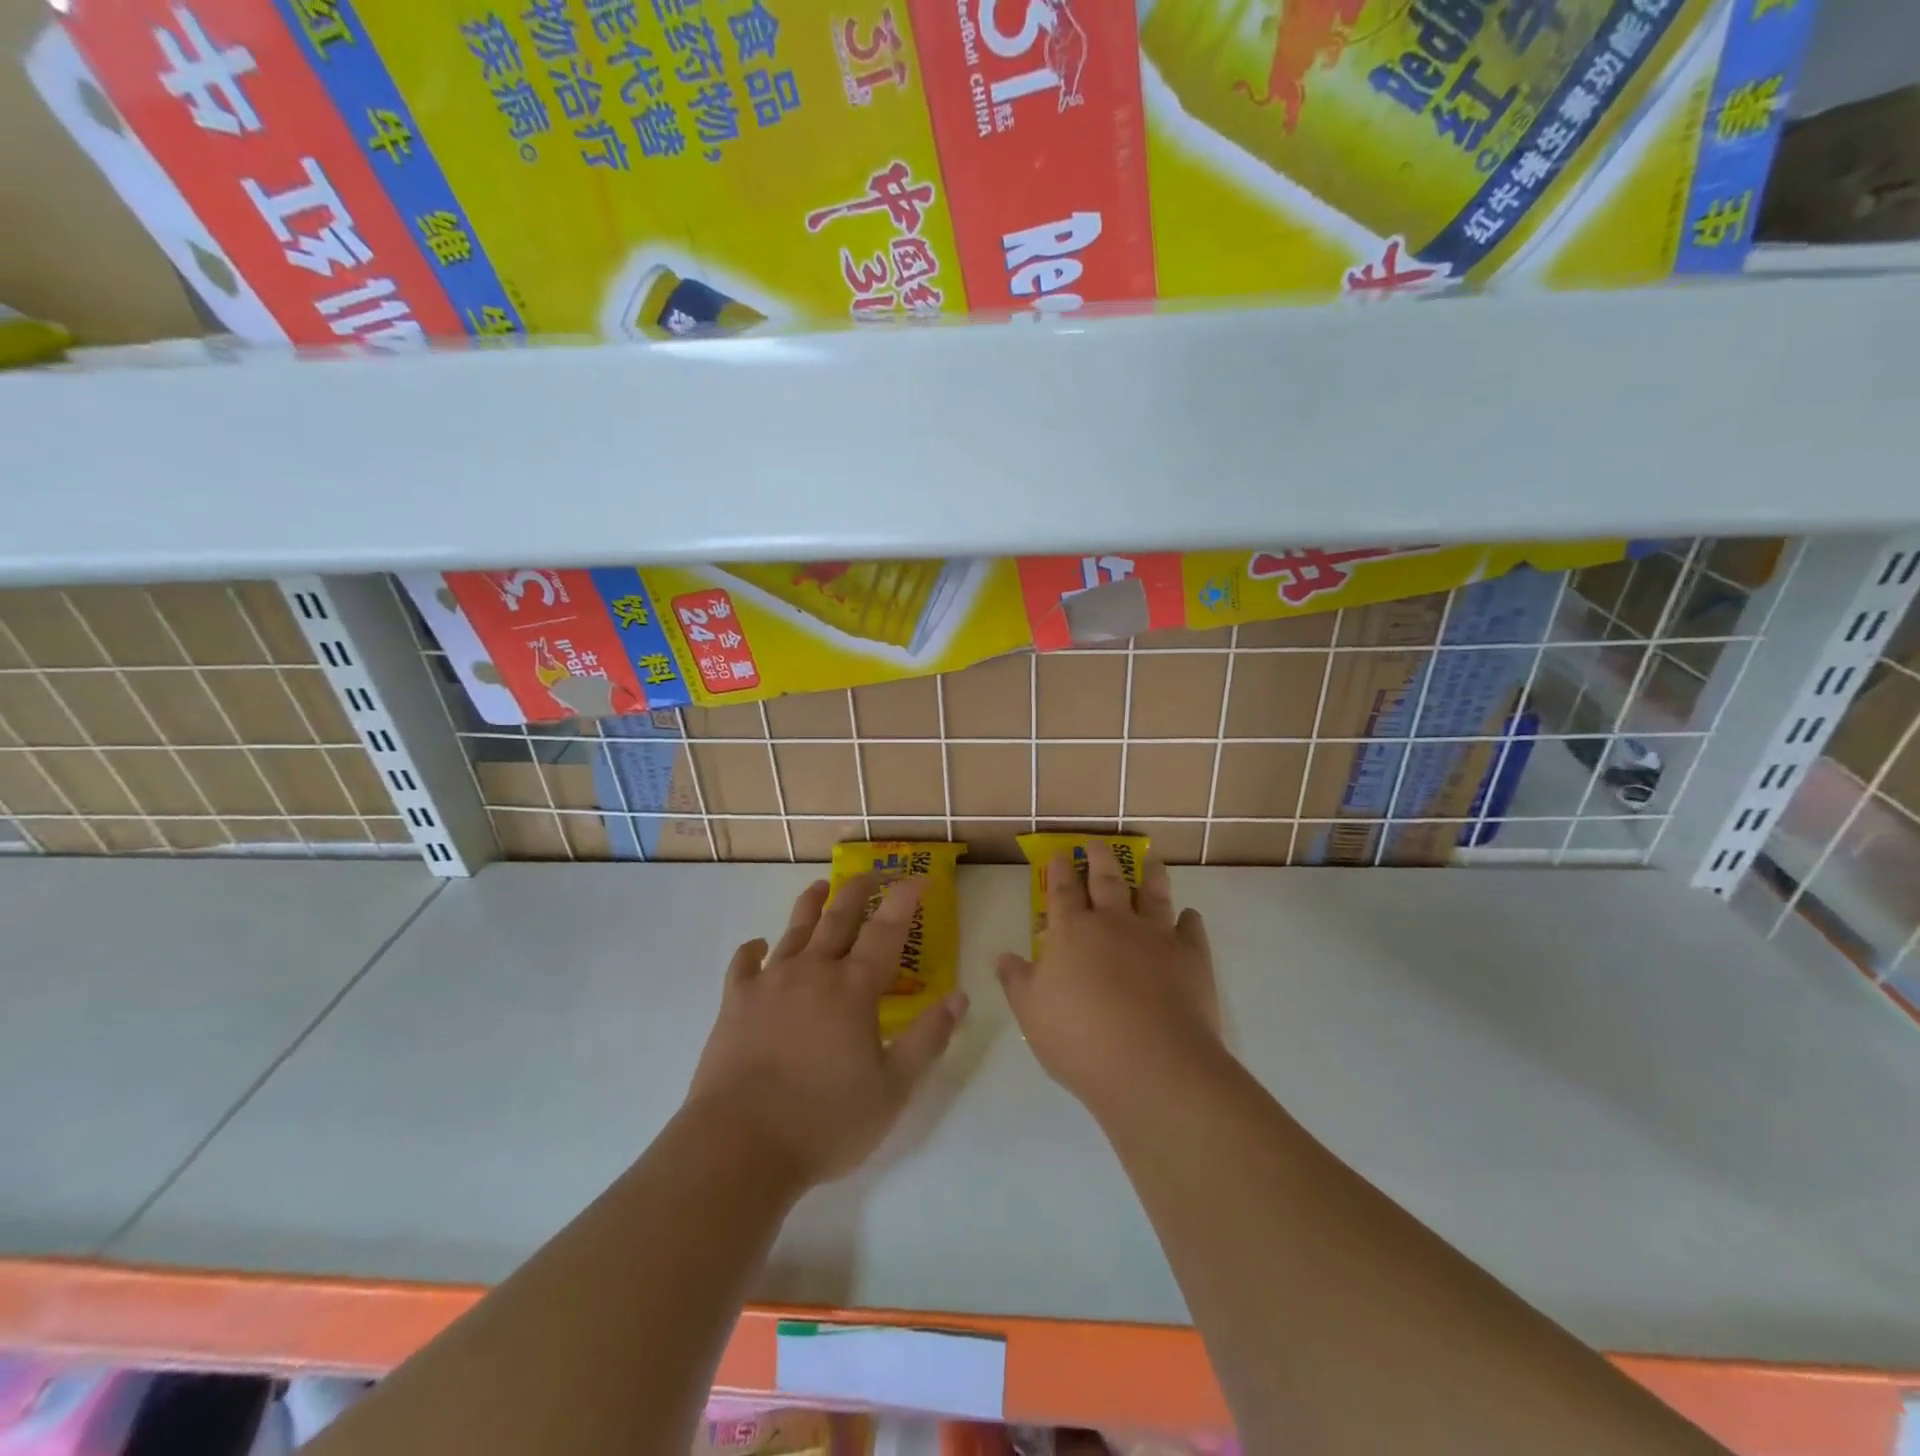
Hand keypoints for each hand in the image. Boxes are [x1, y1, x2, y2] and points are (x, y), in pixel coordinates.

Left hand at [684, 874, 967, 1191]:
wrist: (740, 1145)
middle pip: (838, 918)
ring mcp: (770, 983)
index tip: (917, 877)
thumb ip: (928, 1039)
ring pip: (794, 931)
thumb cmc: (825, 1121)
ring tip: (819, 886)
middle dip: (857, 891)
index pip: (886, 931)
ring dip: (810, 905)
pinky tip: (758, 946)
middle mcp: (813, 971)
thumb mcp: (893, 1089)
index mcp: (853, 988)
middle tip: (869, 873)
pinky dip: (753, 950)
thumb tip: (959, 996)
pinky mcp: (735, 1002)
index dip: (903, 900)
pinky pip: (744, 964)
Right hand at [996, 843, 1219, 1119]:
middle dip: (1099, 858)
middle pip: (1107, 880)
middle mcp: (1114, 922)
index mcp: (1073, 931)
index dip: (1060, 870)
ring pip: (1153, 894)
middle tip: (1097, 843)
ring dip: (1150, 875)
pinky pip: (1191, 929)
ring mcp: (1156, 936)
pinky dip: (1189, 920)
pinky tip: (1189, 916)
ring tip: (1150, 860)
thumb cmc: (1081, 1039)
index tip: (1060, 854)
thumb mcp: (1032, 1013)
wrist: (1154, 1065)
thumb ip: (1017, 981)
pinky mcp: (1191, 957)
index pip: (1063, 891)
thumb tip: (1003, 957)